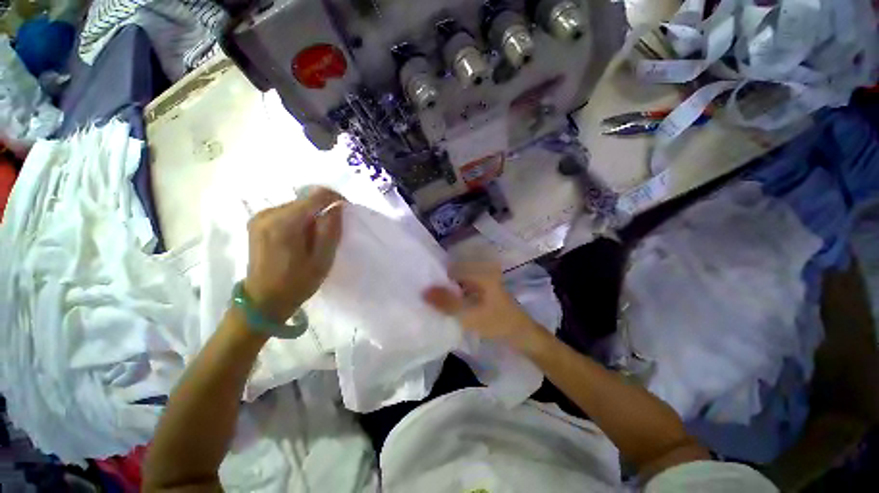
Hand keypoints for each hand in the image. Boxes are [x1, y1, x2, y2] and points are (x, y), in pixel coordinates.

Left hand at [244, 187, 343, 322]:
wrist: (263, 302)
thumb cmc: (297, 283)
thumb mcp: (322, 259)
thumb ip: (331, 230)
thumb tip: (337, 206)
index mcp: (284, 223)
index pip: (316, 195)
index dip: (335, 198)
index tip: (346, 210)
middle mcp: (268, 213)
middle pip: (305, 200)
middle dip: (323, 211)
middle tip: (331, 233)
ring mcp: (260, 217)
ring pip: (297, 205)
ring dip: (312, 216)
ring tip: (316, 239)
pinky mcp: (257, 222)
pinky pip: (287, 212)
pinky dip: (300, 220)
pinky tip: (302, 238)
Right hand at [423, 262, 547, 353]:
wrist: (522, 336)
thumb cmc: (498, 322)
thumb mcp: (470, 314)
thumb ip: (446, 302)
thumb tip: (423, 291)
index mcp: (478, 272)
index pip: (449, 269)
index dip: (434, 277)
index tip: (419, 285)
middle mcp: (478, 273)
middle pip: (452, 276)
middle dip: (438, 285)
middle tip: (420, 294)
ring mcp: (480, 284)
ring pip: (456, 285)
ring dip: (445, 293)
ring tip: (427, 300)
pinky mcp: (480, 293)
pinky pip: (462, 292)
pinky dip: (453, 298)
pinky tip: (443, 306)